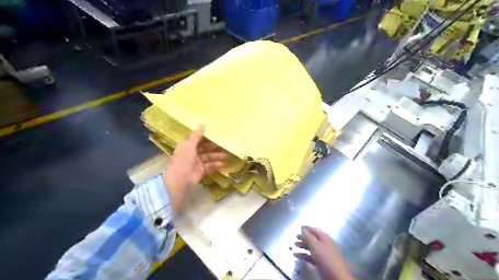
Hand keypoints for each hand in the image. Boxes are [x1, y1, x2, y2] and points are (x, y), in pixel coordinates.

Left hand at [162, 126, 227, 207]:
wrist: (180, 179)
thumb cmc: (184, 159)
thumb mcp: (189, 145)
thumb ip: (196, 135)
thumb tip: (203, 124)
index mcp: (187, 145)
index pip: (198, 139)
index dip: (207, 136)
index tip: (217, 134)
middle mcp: (192, 153)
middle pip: (205, 148)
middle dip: (215, 147)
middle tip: (226, 144)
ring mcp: (197, 162)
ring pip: (209, 157)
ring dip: (217, 156)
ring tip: (227, 155)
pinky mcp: (201, 171)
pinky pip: (210, 166)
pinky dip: (216, 165)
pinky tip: (223, 163)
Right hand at [293, 226, 352, 277]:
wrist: (336, 276)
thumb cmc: (325, 258)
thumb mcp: (315, 246)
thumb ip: (308, 237)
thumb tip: (303, 229)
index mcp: (325, 238)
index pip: (315, 230)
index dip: (307, 228)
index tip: (299, 227)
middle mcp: (325, 244)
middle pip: (313, 239)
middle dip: (304, 238)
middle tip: (296, 237)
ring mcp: (324, 254)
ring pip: (312, 248)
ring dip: (303, 246)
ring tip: (294, 245)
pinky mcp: (322, 263)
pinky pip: (312, 256)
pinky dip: (305, 255)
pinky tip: (297, 256)